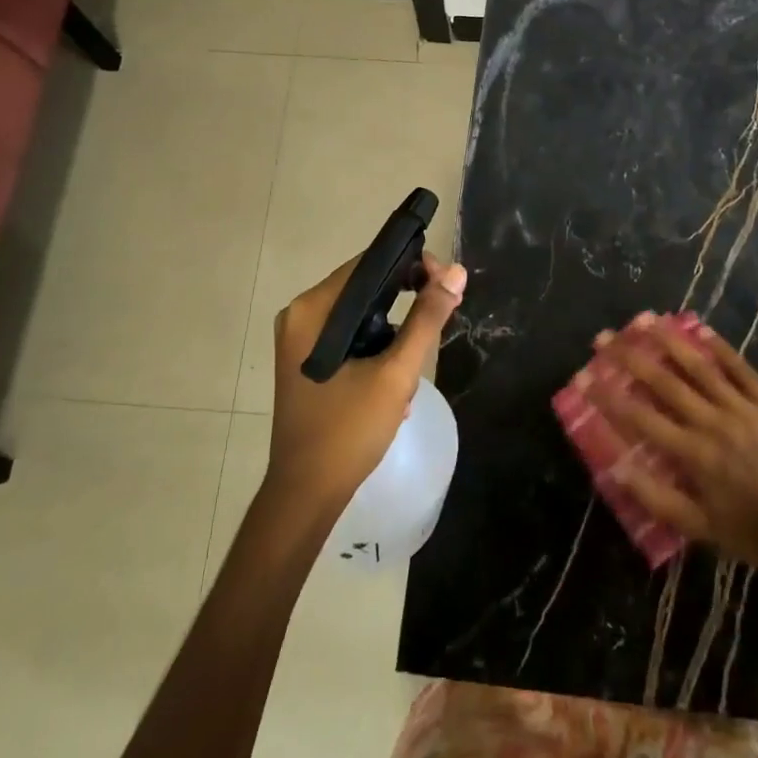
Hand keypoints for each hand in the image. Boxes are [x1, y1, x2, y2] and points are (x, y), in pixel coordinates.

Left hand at [265, 252, 465, 521]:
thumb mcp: (396, 373)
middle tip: (442, 312)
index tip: (446, 282)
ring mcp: (300, 339)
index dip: (411, 265)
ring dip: (394, 328)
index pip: (368, 264)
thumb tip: (457, 271)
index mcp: (312, 310)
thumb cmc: (348, 431)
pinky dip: (376, 345)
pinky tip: (395, 376)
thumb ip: (427, 319)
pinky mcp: (307, 360)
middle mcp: (300, 315)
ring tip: (416, 358)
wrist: (307, 494)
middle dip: (406, 298)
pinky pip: (349, 334)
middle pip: (364, 286)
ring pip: (360, 312)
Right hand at [587, 318, 757, 580]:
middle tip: (605, 337)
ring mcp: (744, 409)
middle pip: (666, 382)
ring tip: (646, 319)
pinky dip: (721, 348)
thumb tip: (616, 468)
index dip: (610, 396)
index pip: (641, 418)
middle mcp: (714, 423)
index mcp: (694, 454)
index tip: (584, 377)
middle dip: (631, 357)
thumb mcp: (699, 527)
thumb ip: (656, 497)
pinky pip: (742, 370)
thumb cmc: (750, 531)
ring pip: (701, 367)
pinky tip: (702, 330)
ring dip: (671, 341)